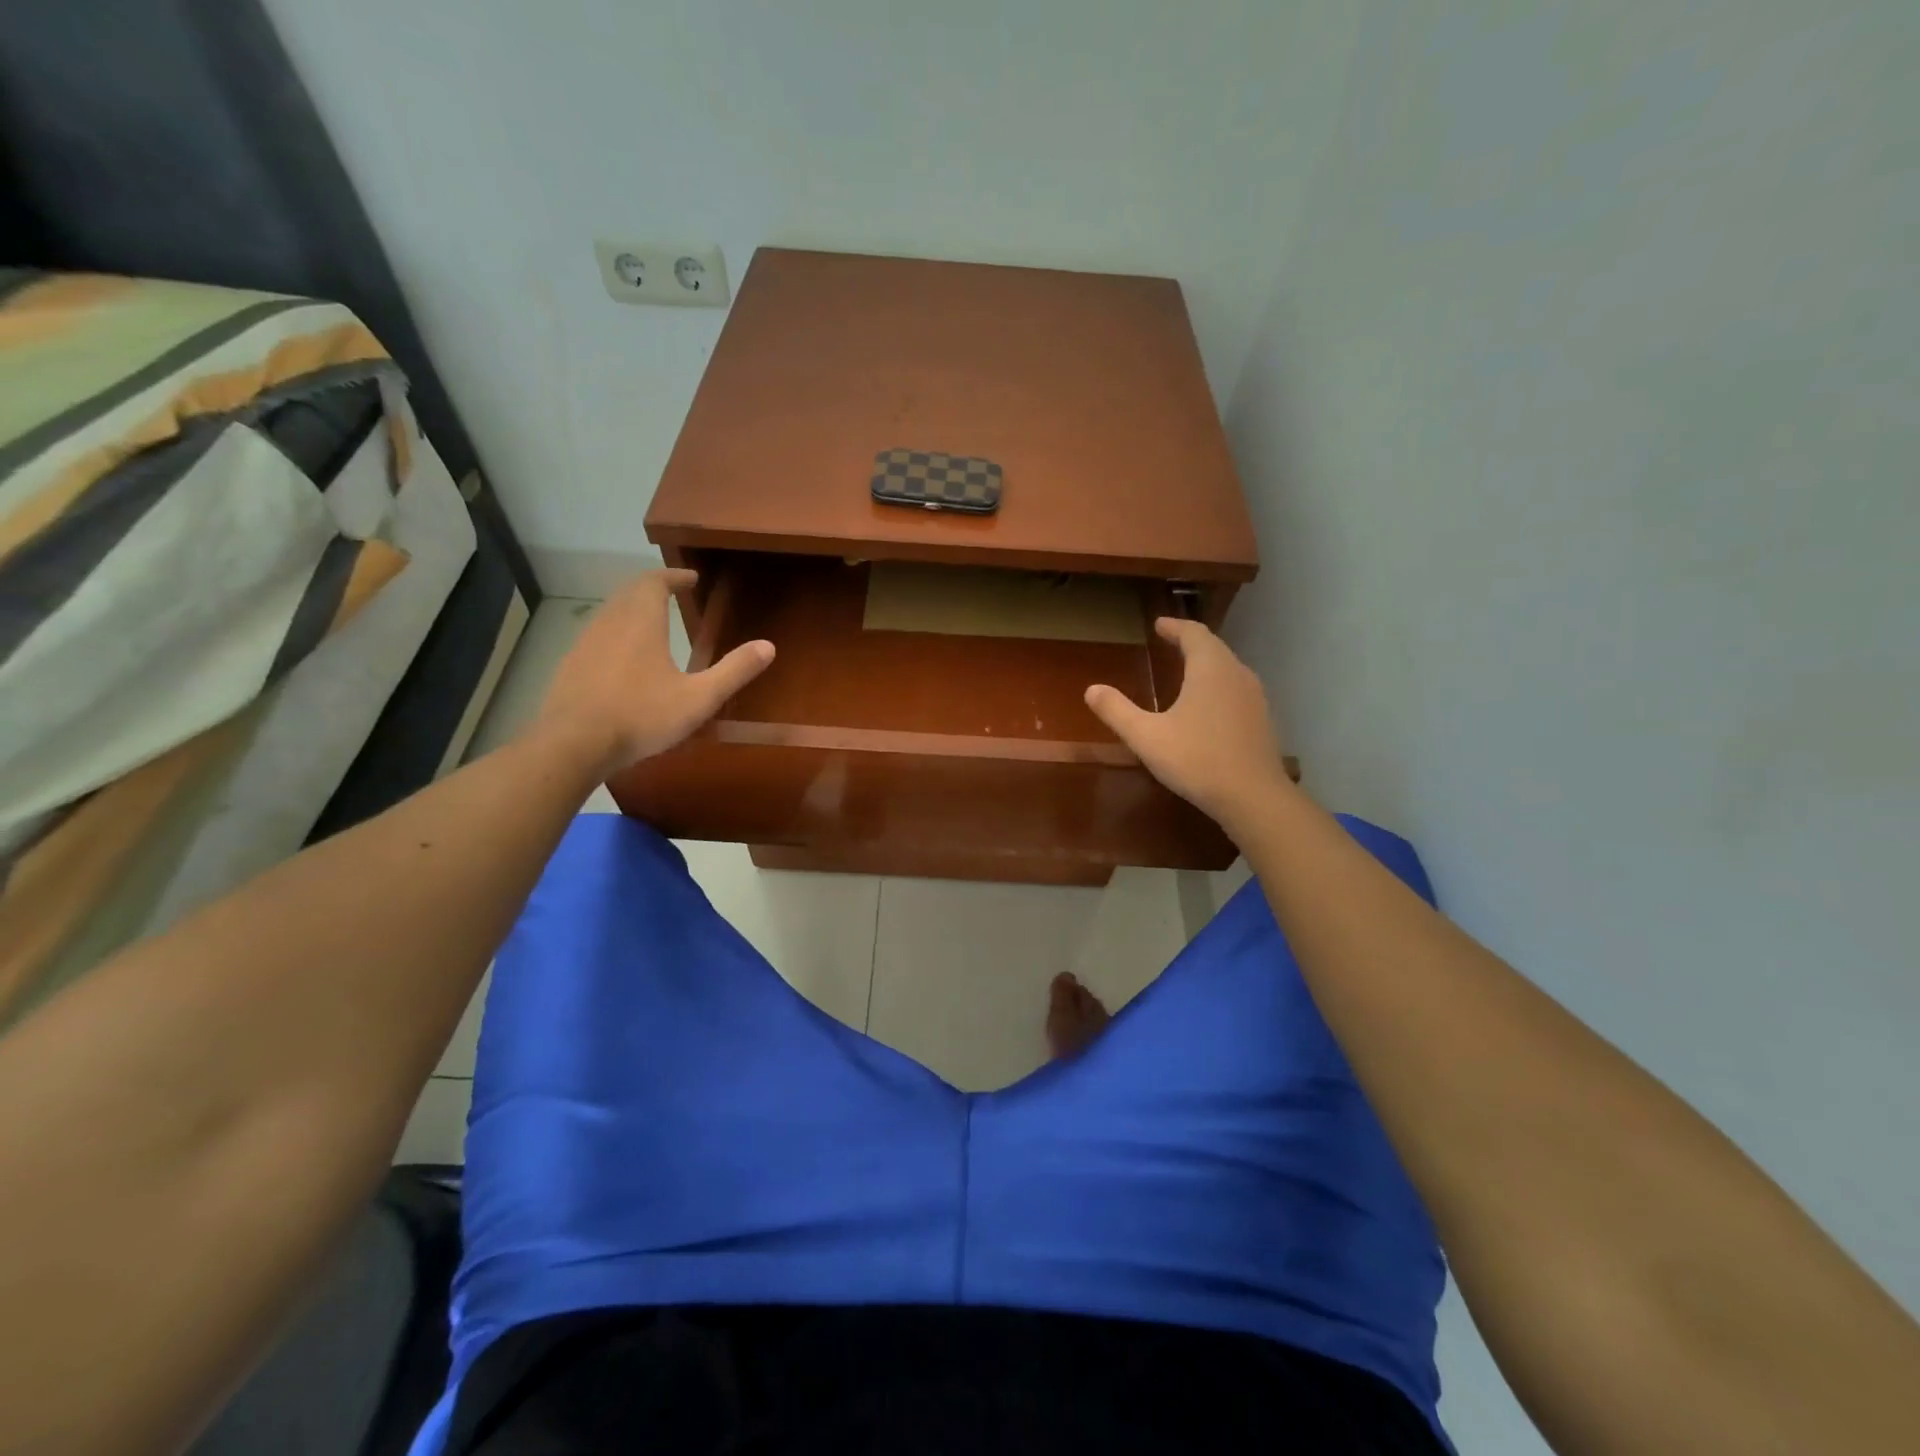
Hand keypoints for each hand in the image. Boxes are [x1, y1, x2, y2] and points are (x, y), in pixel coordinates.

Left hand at [534, 569, 773, 776]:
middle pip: (630, 591)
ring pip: (610, 612)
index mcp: (642, 622)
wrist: (572, 744)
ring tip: (653, 623)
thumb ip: (733, 671)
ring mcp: (585, 643)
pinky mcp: (570, 665)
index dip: (674, 576)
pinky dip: (616, 633)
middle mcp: (610, 622)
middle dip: (652, 587)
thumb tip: (768, 646)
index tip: (691, 578)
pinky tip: (624, 659)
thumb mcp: (698, 698)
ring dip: (632, 609)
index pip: (655, 582)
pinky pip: (597, 636)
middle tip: (673, 593)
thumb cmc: (641, 716)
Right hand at [1085, 617, 1289, 831]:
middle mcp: (1236, 674)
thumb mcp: (1146, 736)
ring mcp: (1254, 697)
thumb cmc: (1196, 759)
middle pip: (1213, 647)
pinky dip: (1218, 686)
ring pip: (1228, 668)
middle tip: (1170, 641)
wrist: (1253, 797)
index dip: (1175, 626)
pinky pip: (1236, 690)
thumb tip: (1091, 689)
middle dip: (1190, 641)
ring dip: (1207, 663)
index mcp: (1210, 668)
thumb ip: (1117, 711)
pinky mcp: (1261, 720)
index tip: (1159, 624)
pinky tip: (1208, 706)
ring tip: (1187, 670)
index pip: (1193, 633)